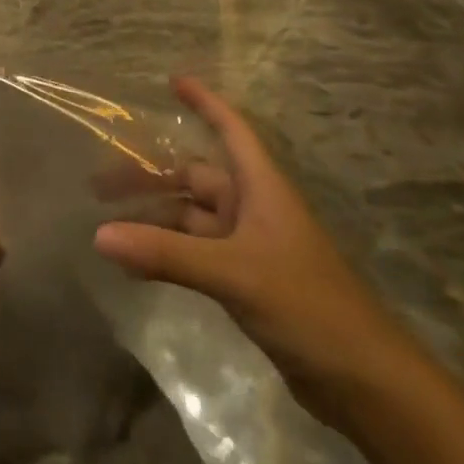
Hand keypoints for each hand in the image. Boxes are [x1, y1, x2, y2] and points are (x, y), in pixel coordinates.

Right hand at [94, 76, 419, 427]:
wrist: (365, 383)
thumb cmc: (308, 306)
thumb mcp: (233, 273)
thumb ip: (166, 253)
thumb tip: (99, 235)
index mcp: (262, 189)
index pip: (232, 130)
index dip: (205, 103)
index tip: (173, 80)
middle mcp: (254, 210)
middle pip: (196, 178)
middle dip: (151, 176)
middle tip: (99, 183)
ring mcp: (250, 248)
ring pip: (191, 219)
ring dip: (154, 218)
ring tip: (106, 223)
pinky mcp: (246, 282)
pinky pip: (195, 254)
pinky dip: (165, 253)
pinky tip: (135, 265)